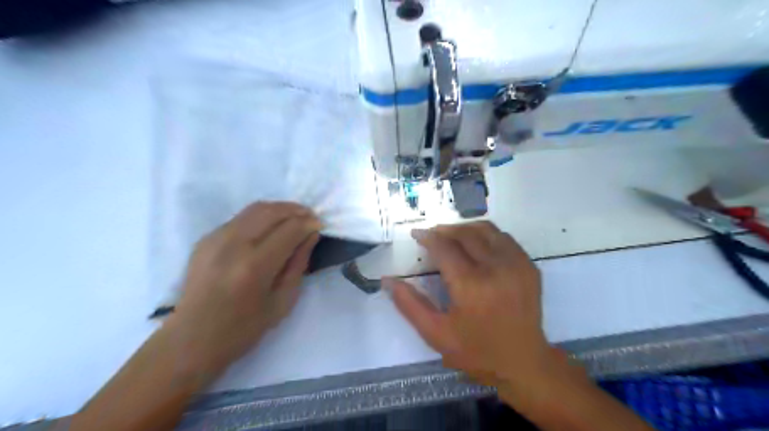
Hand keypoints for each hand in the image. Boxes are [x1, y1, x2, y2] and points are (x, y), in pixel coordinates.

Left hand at [167, 202, 321, 375]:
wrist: (191, 339)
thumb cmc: (244, 328)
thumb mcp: (283, 301)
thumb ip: (299, 263)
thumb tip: (311, 235)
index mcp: (255, 266)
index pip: (290, 229)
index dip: (309, 223)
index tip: (320, 226)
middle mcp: (233, 245)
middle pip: (272, 211)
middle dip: (296, 210)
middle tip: (310, 218)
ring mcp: (215, 239)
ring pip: (255, 209)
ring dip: (280, 209)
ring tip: (294, 218)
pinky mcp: (206, 239)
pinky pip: (240, 218)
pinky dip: (261, 217)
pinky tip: (269, 229)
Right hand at [391, 222, 559, 396]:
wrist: (523, 362)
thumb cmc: (476, 351)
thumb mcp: (435, 334)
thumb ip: (409, 304)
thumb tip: (387, 280)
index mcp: (471, 285)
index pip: (444, 247)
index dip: (428, 237)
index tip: (417, 234)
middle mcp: (495, 268)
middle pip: (465, 233)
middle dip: (444, 229)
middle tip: (432, 235)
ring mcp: (516, 264)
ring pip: (486, 230)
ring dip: (465, 228)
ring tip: (451, 235)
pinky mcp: (529, 266)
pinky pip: (504, 238)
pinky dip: (486, 235)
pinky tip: (476, 245)